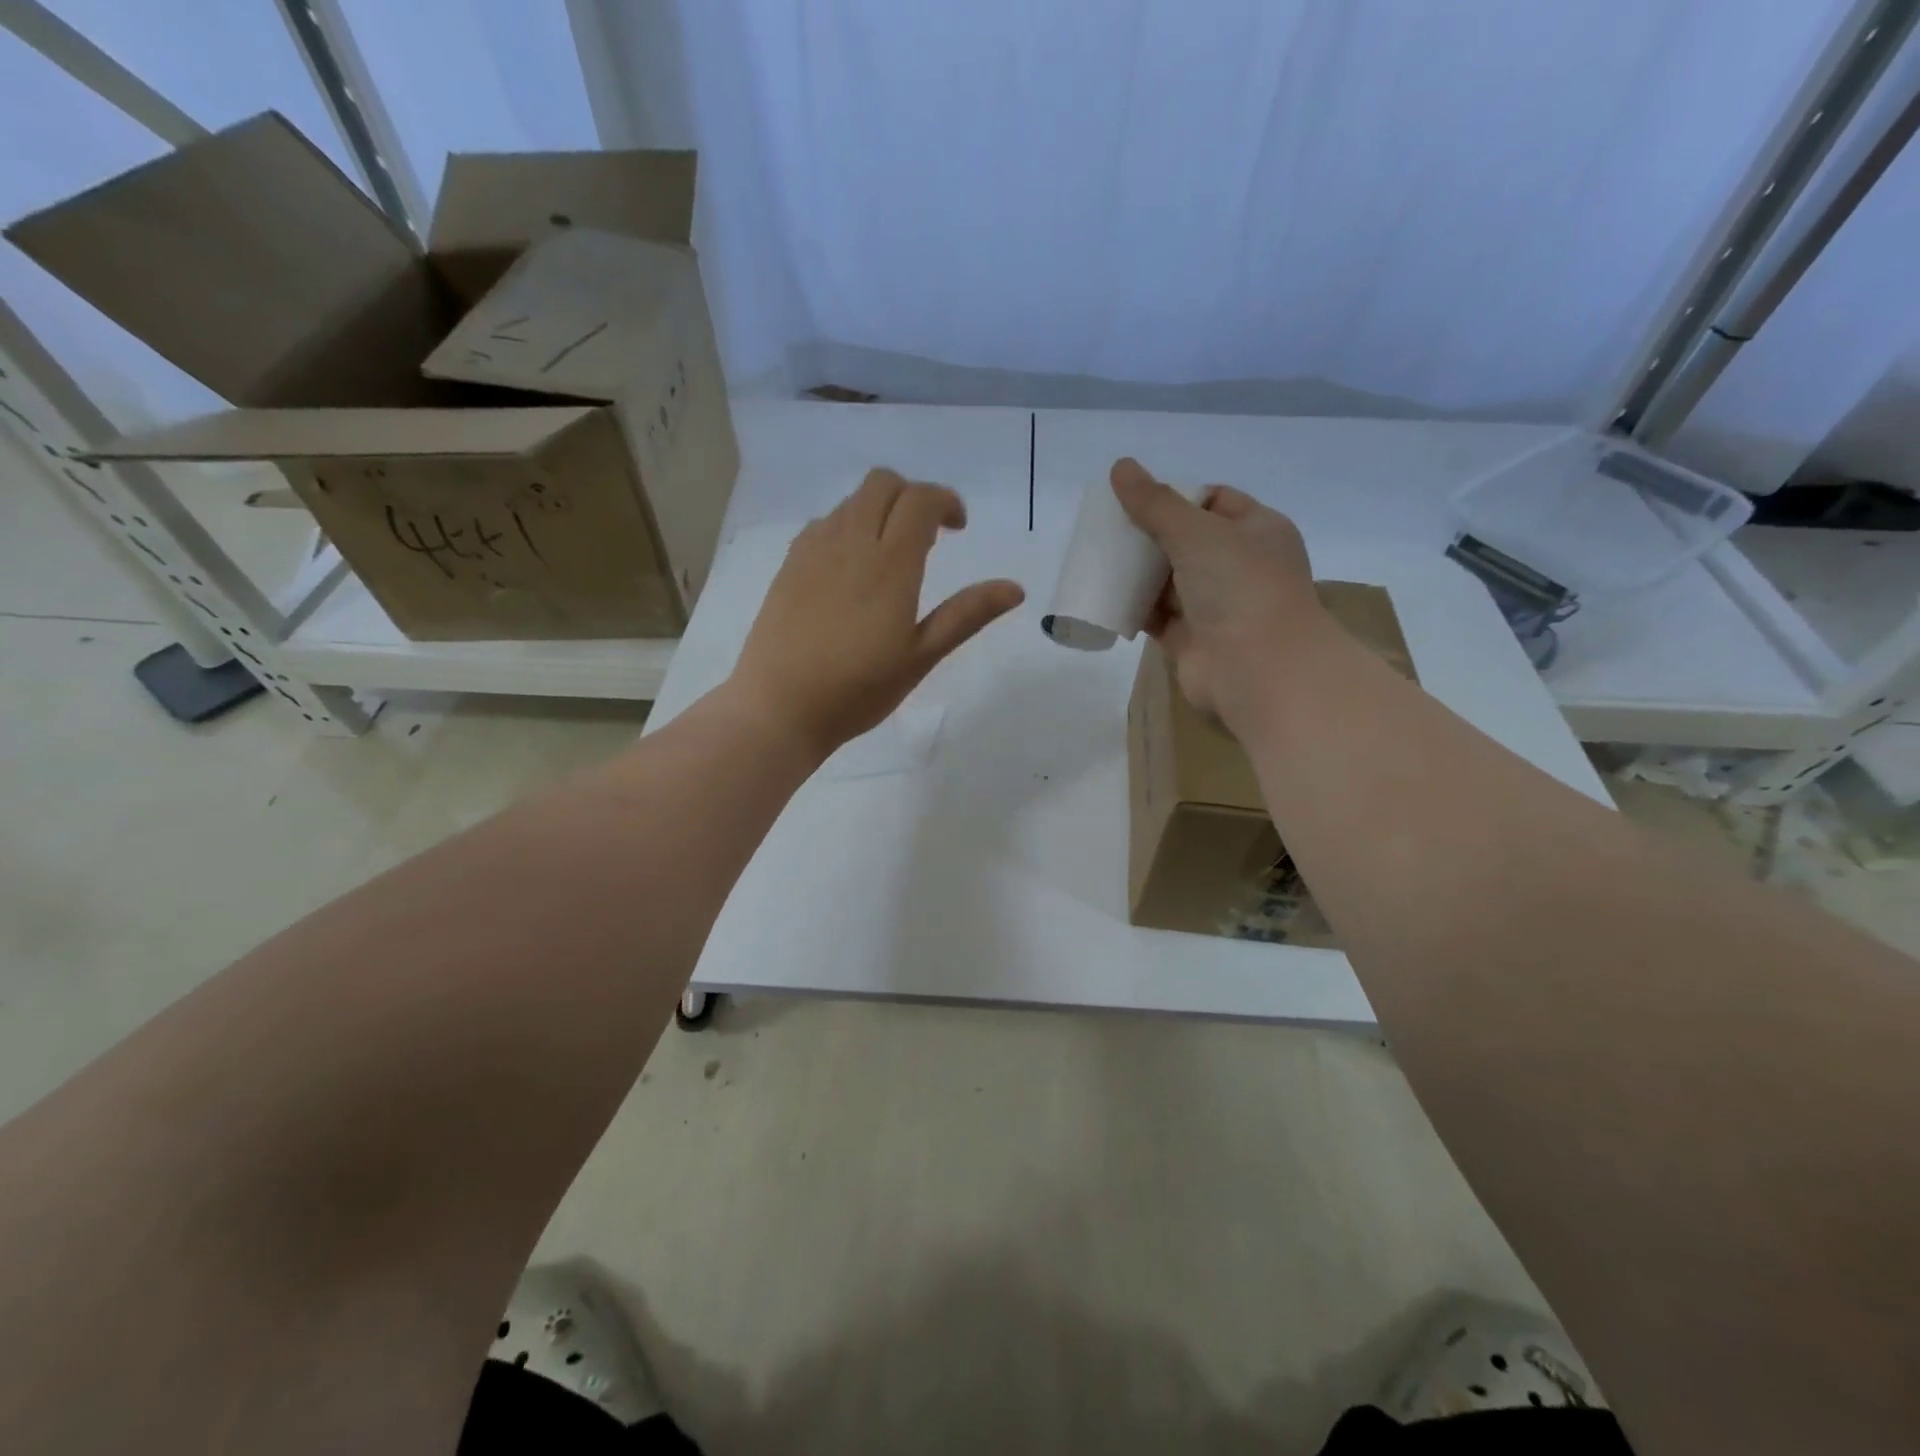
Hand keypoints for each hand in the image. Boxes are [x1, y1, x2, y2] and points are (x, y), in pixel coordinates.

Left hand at [729, 469, 1024, 756]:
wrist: (779, 708)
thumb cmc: (858, 690)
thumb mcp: (921, 657)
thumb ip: (966, 615)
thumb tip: (1015, 588)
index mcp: (889, 564)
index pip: (920, 500)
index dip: (945, 501)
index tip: (958, 528)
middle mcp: (850, 543)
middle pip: (882, 484)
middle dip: (912, 496)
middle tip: (928, 537)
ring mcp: (813, 551)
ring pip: (851, 502)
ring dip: (879, 510)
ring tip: (891, 556)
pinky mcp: (788, 565)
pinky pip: (823, 524)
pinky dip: (847, 527)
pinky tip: (850, 570)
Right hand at [1109, 457, 1325, 728]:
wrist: (1257, 669)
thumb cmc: (1239, 586)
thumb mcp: (1196, 531)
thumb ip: (1155, 502)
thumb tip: (1120, 466)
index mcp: (1258, 531)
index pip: (1216, 501)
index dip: (1178, 496)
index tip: (1138, 499)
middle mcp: (1240, 567)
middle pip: (1187, 542)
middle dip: (1150, 535)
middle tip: (1109, 529)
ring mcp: (1217, 606)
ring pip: (1170, 581)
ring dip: (1138, 572)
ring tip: (1098, 558)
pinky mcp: (1192, 640)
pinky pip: (1158, 617)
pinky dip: (1134, 607)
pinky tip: (1104, 596)